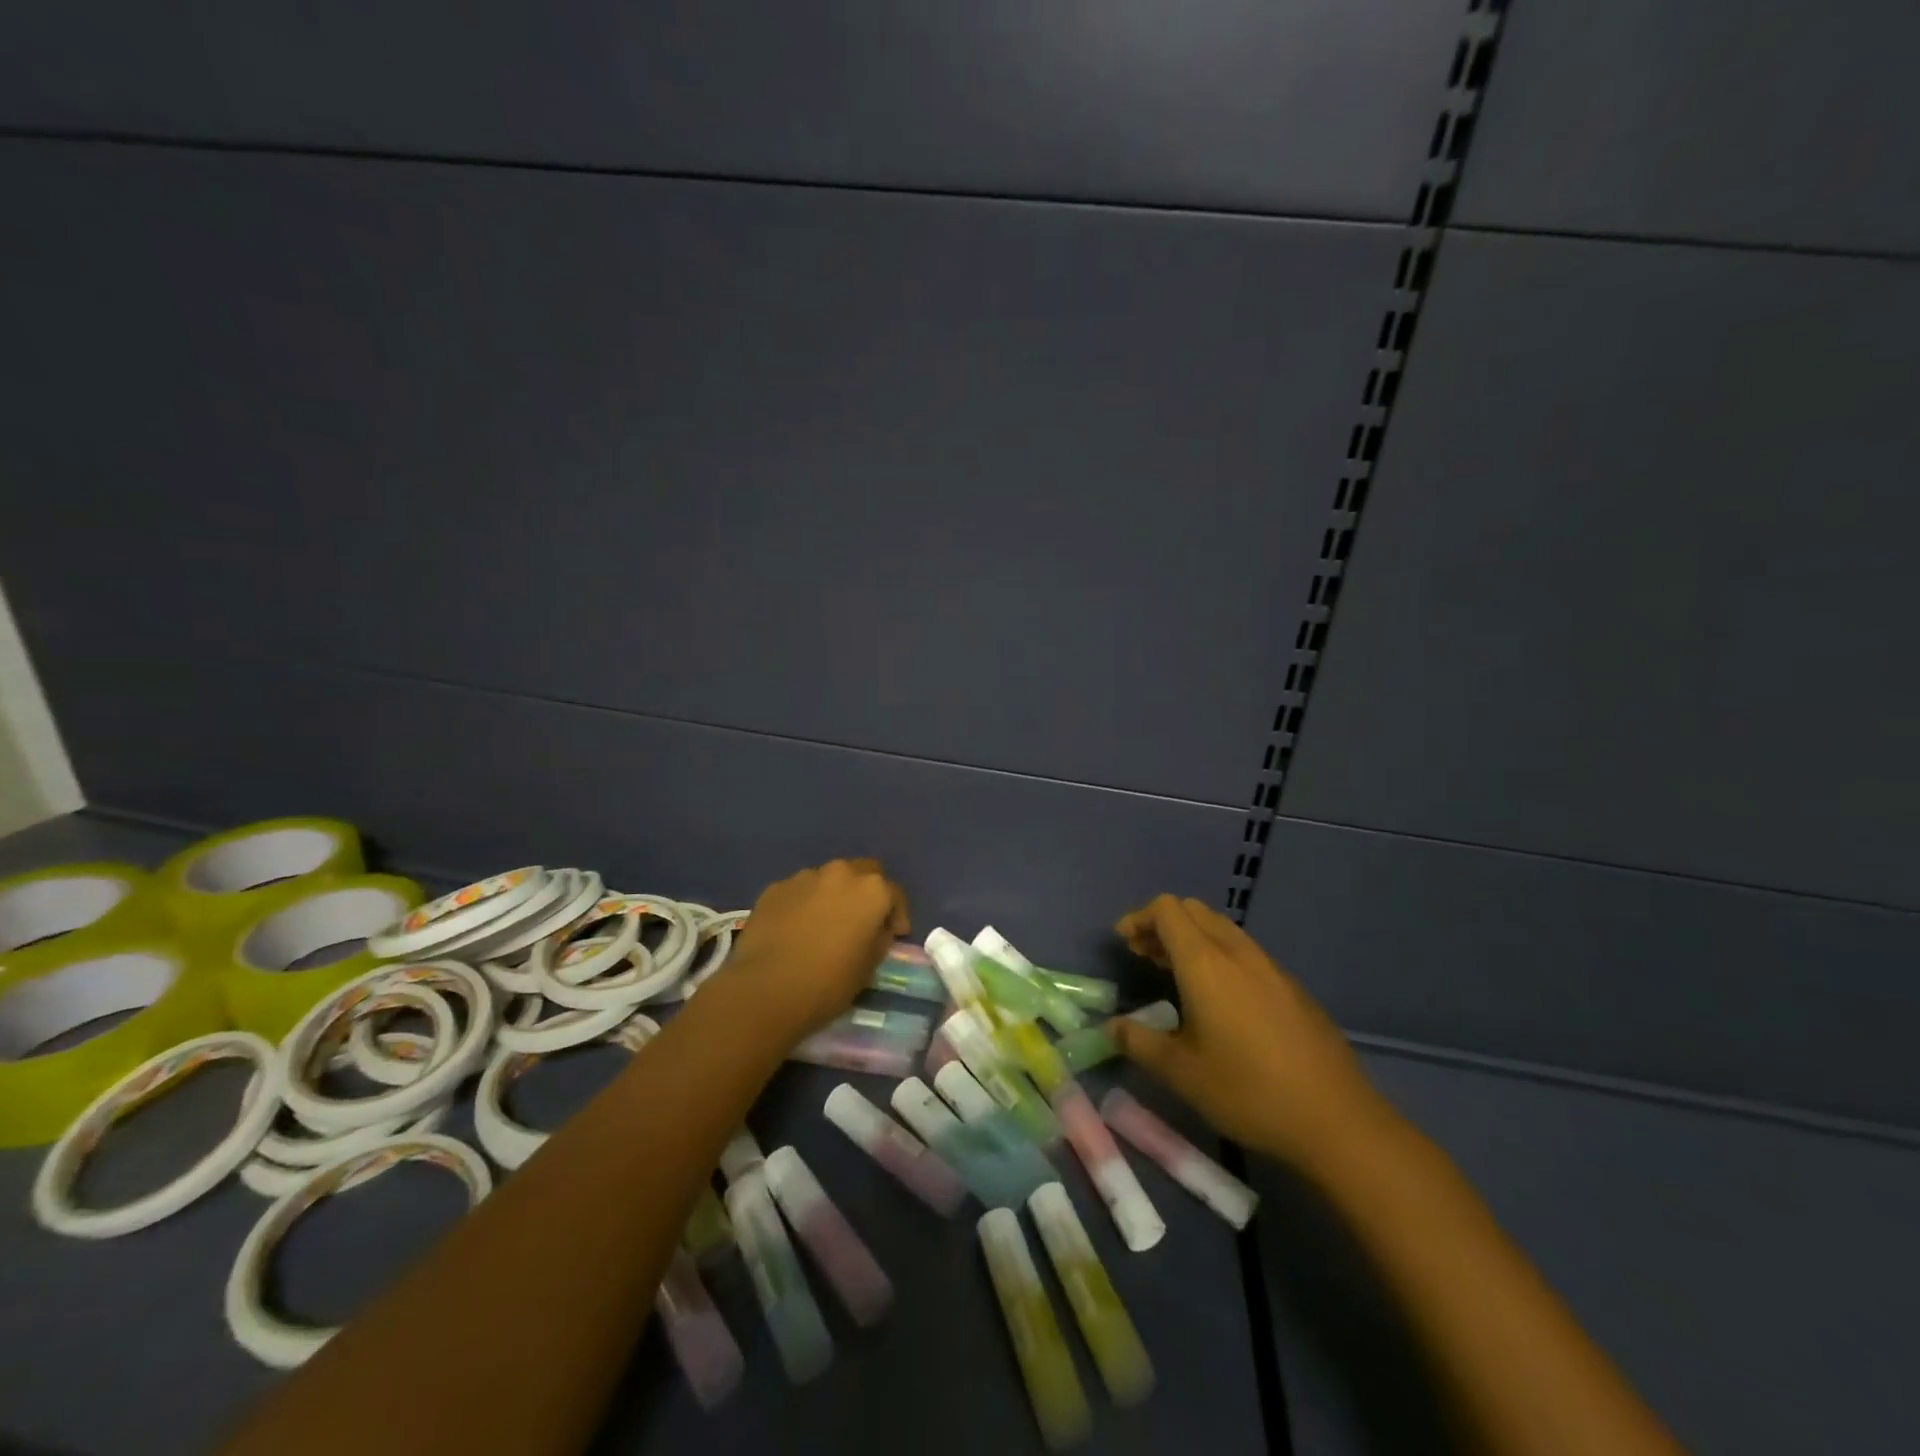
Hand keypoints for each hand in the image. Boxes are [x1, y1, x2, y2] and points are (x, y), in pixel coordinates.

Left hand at [707, 858, 909, 1044]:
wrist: (765, 990)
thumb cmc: (828, 983)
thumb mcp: (870, 966)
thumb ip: (879, 937)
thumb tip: (876, 928)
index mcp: (871, 890)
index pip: (894, 893)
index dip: (896, 914)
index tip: (894, 934)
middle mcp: (840, 873)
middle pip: (863, 872)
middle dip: (866, 893)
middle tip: (861, 921)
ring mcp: (804, 877)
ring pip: (828, 879)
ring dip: (833, 896)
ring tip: (824, 924)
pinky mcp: (774, 888)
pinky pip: (799, 891)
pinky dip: (803, 904)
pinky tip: (796, 929)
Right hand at [1110, 895, 1398, 1171]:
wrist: (1336, 1119)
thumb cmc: (1248, 1092)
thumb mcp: (1181, 1073)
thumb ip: (1139, 1042)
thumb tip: (1112, 1026)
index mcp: (1206, 964)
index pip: (1167, 910)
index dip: (1139, 918)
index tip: (1124, 944)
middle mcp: (1237, 952)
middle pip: (1194, 911)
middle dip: (1162, 924)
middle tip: (1144, 956)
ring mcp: (1270, 966)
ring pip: (1221, 928)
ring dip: (1191, 938)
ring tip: (1175, 974)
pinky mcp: (1292, 986)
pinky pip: (1244, 951)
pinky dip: (1218, 954)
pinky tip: (1219, 998)